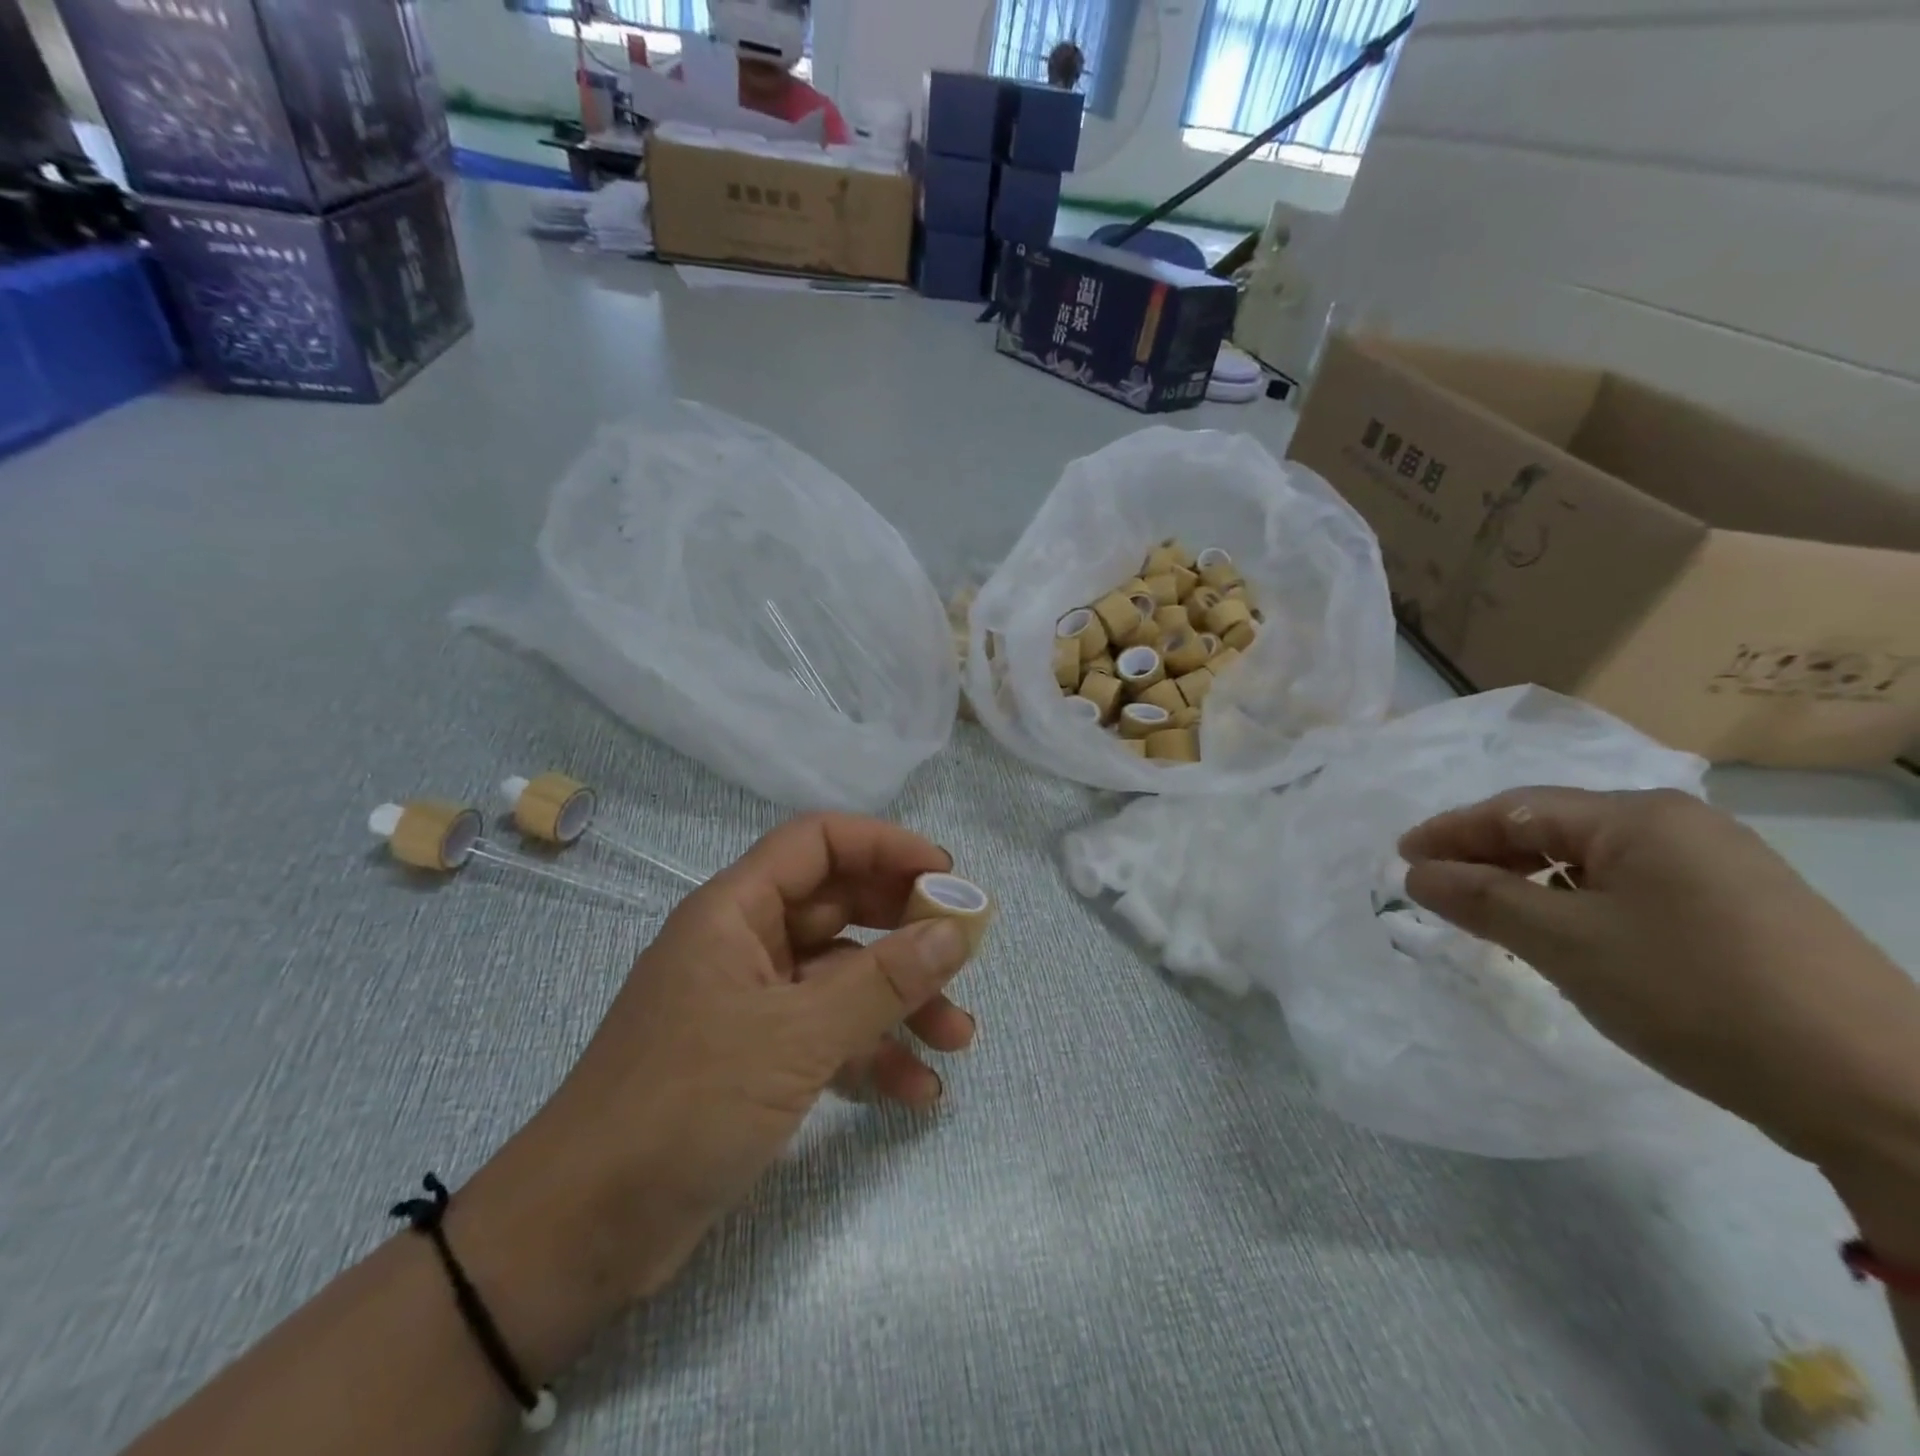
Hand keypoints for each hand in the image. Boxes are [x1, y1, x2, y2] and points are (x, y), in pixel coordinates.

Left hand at [467, 814, 979, 1319]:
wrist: (582, 1232)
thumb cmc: (685, 1104)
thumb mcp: (796, 1036)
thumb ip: (881, 981)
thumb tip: (956, 930)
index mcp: (736, 911)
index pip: (818, 843)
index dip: (884, 845)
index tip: (945, 875)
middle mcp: (745, 944)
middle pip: (840, 908)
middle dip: (904, 930)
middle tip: (964, 952)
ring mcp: (752, 1005)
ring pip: (842, 978)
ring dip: (900, 1001)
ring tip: (958, 1036)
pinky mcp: (758, 1061)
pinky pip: (829, 1036)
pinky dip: (872, 1054)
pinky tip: (918, 1090)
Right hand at [1398, 788, 1919, 1247]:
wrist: (1879, 1091)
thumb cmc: (1696, 994)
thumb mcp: (1566, 943)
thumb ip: (1481, 898)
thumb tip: (1417, 873)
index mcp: (1638, 817)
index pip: (1515, 810)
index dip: (1450, 832)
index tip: (1400, 857)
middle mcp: (1681, 826)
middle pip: (1553, 829)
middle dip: (1487, 855)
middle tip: (1435, 886)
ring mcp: (1719, 867)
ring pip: (1592, 861)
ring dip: (1530, 882)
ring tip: (1489, 914)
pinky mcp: (1742, 911)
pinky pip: (1630, 888)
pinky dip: (1578, 903)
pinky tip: (1565, 935)